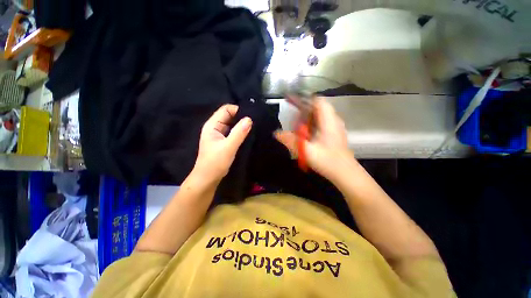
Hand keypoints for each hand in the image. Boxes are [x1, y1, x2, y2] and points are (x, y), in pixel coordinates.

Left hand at [193, 104, 251, 182]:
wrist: (208, 178)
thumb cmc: (215, 163)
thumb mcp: (228, 147)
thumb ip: (239, 133)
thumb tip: (249, 119)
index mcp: (212, 125)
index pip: (226, 109)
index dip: (238, 110)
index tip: (251, 115)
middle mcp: (215, 127)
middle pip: (229, 116)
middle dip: (241, 117)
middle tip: (255, 121)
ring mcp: (219, 135)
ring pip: (232, 124)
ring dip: (241, 125)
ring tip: (254, 127)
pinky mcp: (224, 141)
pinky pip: (233, 132)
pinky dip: (240, 132)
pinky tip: (249, 134)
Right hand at [274, 98, 355, 181]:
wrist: (345, 172)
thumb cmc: (327, 161)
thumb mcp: (306, 151)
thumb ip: (291, 141)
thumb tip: (276, 133)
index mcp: (328, 121)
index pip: (318, 101)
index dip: (305, 99)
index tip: (292, 103)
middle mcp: (333, 120)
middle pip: (318, 107)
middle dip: (304, 108)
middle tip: (292, 116)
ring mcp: (335, 126)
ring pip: (320, 114)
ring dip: (308, 116)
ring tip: (296, 124)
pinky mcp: (334, 132)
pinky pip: (322, 122)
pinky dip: (312, 123)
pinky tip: (306, 133)